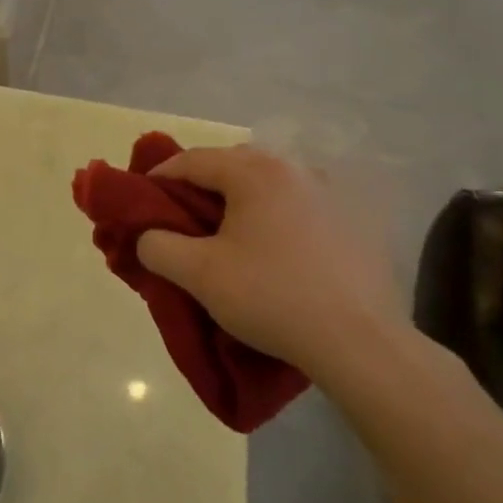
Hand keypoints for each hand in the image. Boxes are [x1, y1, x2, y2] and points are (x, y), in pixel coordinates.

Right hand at [137, 145, 405, 385]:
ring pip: (269, 185)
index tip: (142, 204)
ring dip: (241, 202)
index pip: (192, 160)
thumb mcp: (198, 274)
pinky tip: (275, 252)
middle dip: (201, 188)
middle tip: (183, 221)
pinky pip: (299, 206)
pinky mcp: (355, 221)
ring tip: (228, 237)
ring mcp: (331, 193)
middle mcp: (295, 169)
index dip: (159, 178)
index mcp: (255, 172)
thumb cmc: (271, 297)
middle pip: (232, 166)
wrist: (360, 343)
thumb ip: (158, 246)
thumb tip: (149, 236)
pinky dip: (276, 217)